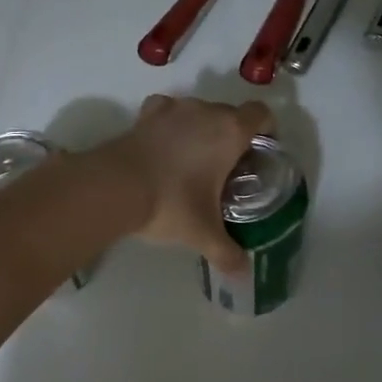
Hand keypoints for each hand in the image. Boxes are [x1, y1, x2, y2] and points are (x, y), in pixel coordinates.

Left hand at [99, 95, 273, 272]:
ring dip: (202, 128)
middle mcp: (205, 111)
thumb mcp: (203, 233)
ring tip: (194, 160)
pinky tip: (165, 145)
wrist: (114, 187)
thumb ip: (227, 252)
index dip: (266, 129)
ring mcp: (173, 108)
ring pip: (199, 111)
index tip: (260, 153)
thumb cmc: (171, 203)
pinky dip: (171, 123)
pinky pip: (168, 110)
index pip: (260, 114)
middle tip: (228, 168)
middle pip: (230, 113)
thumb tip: (243, 273)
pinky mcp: (145, 114)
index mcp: (230, 132)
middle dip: (233, 135)